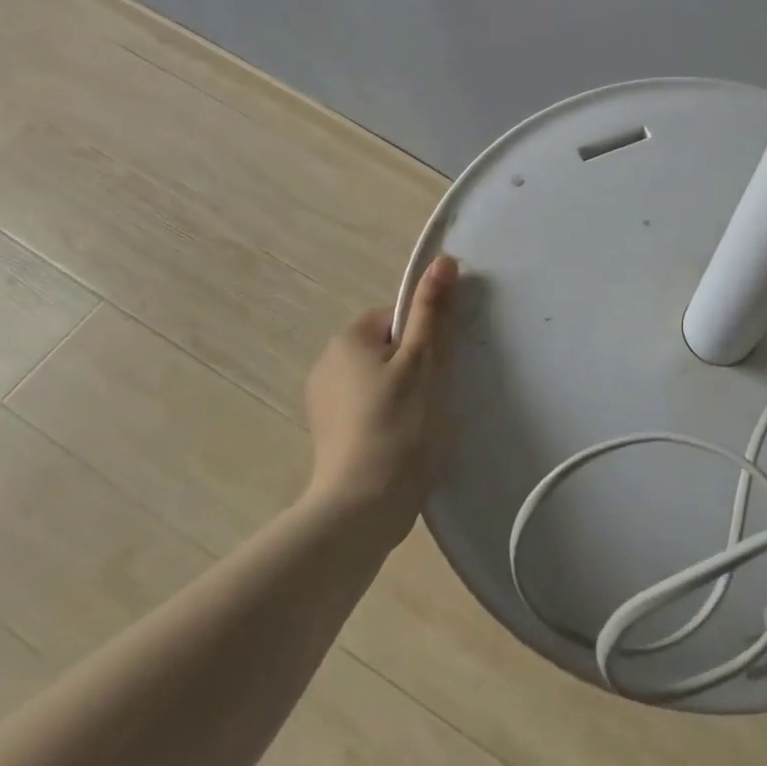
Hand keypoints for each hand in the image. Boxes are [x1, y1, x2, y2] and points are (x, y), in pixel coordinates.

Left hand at [302, 254, 459, 535]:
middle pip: (387, 346)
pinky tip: (402, 439)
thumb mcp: (424, 360)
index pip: (397, 317)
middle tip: (434, 394)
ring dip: (402, 390)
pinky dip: (387, 414)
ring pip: (379, 377)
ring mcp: (323, 401)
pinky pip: (367, 405)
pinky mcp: (329, 432)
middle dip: (414, 364)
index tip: (437, 367)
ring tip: (420, 421)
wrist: (362, 506)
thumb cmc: (399, 423)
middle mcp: (327, 362)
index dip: (424, 337)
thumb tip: (443, 259)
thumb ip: (432, 309)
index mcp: (348, 338)